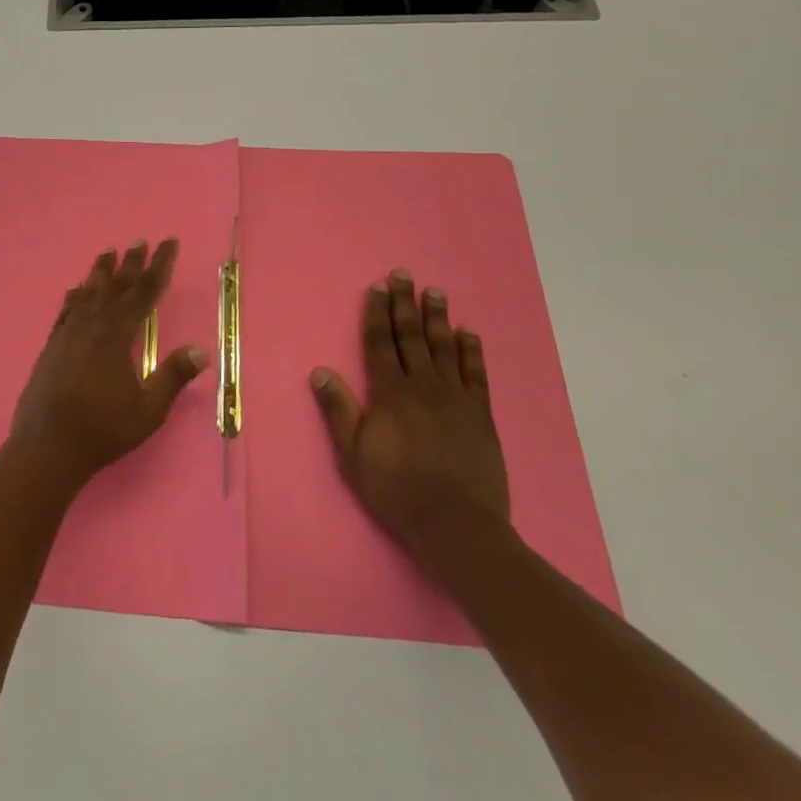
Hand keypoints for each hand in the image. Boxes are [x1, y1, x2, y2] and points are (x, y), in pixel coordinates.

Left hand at [8, 239, 210, 489]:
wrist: (47, 447)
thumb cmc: (103, 429)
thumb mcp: (148, 409)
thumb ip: (173, 376)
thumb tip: (201, 350)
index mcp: (117, 334)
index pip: (144, 291)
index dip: (159, 266)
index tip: (168, 243)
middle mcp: (91, 325)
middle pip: (115, 285)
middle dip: (131, 262)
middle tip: (140, 240)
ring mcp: (67, 334)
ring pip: (87, 293)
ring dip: (100, 272)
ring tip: (108, 253)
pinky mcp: (51, 346)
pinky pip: (65, 310)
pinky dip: (74, 296)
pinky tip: (75, 290)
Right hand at [310, 270, 510, 566]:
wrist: (456, 525)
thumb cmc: (396, 490)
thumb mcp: (353, 454)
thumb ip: (338, 409)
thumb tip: (320, 371)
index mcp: (390, 394)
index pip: (380, 344)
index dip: (377, 314)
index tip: (377, 287)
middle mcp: (423, 386)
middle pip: (411, 337)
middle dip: (405, 304)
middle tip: (404, 274)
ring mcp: (456, 398)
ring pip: (444, 348)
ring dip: (438, 318)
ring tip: (435, 292)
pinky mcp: (481, 415)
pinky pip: (476, 374)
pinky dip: (472, 351)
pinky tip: (468, 333)